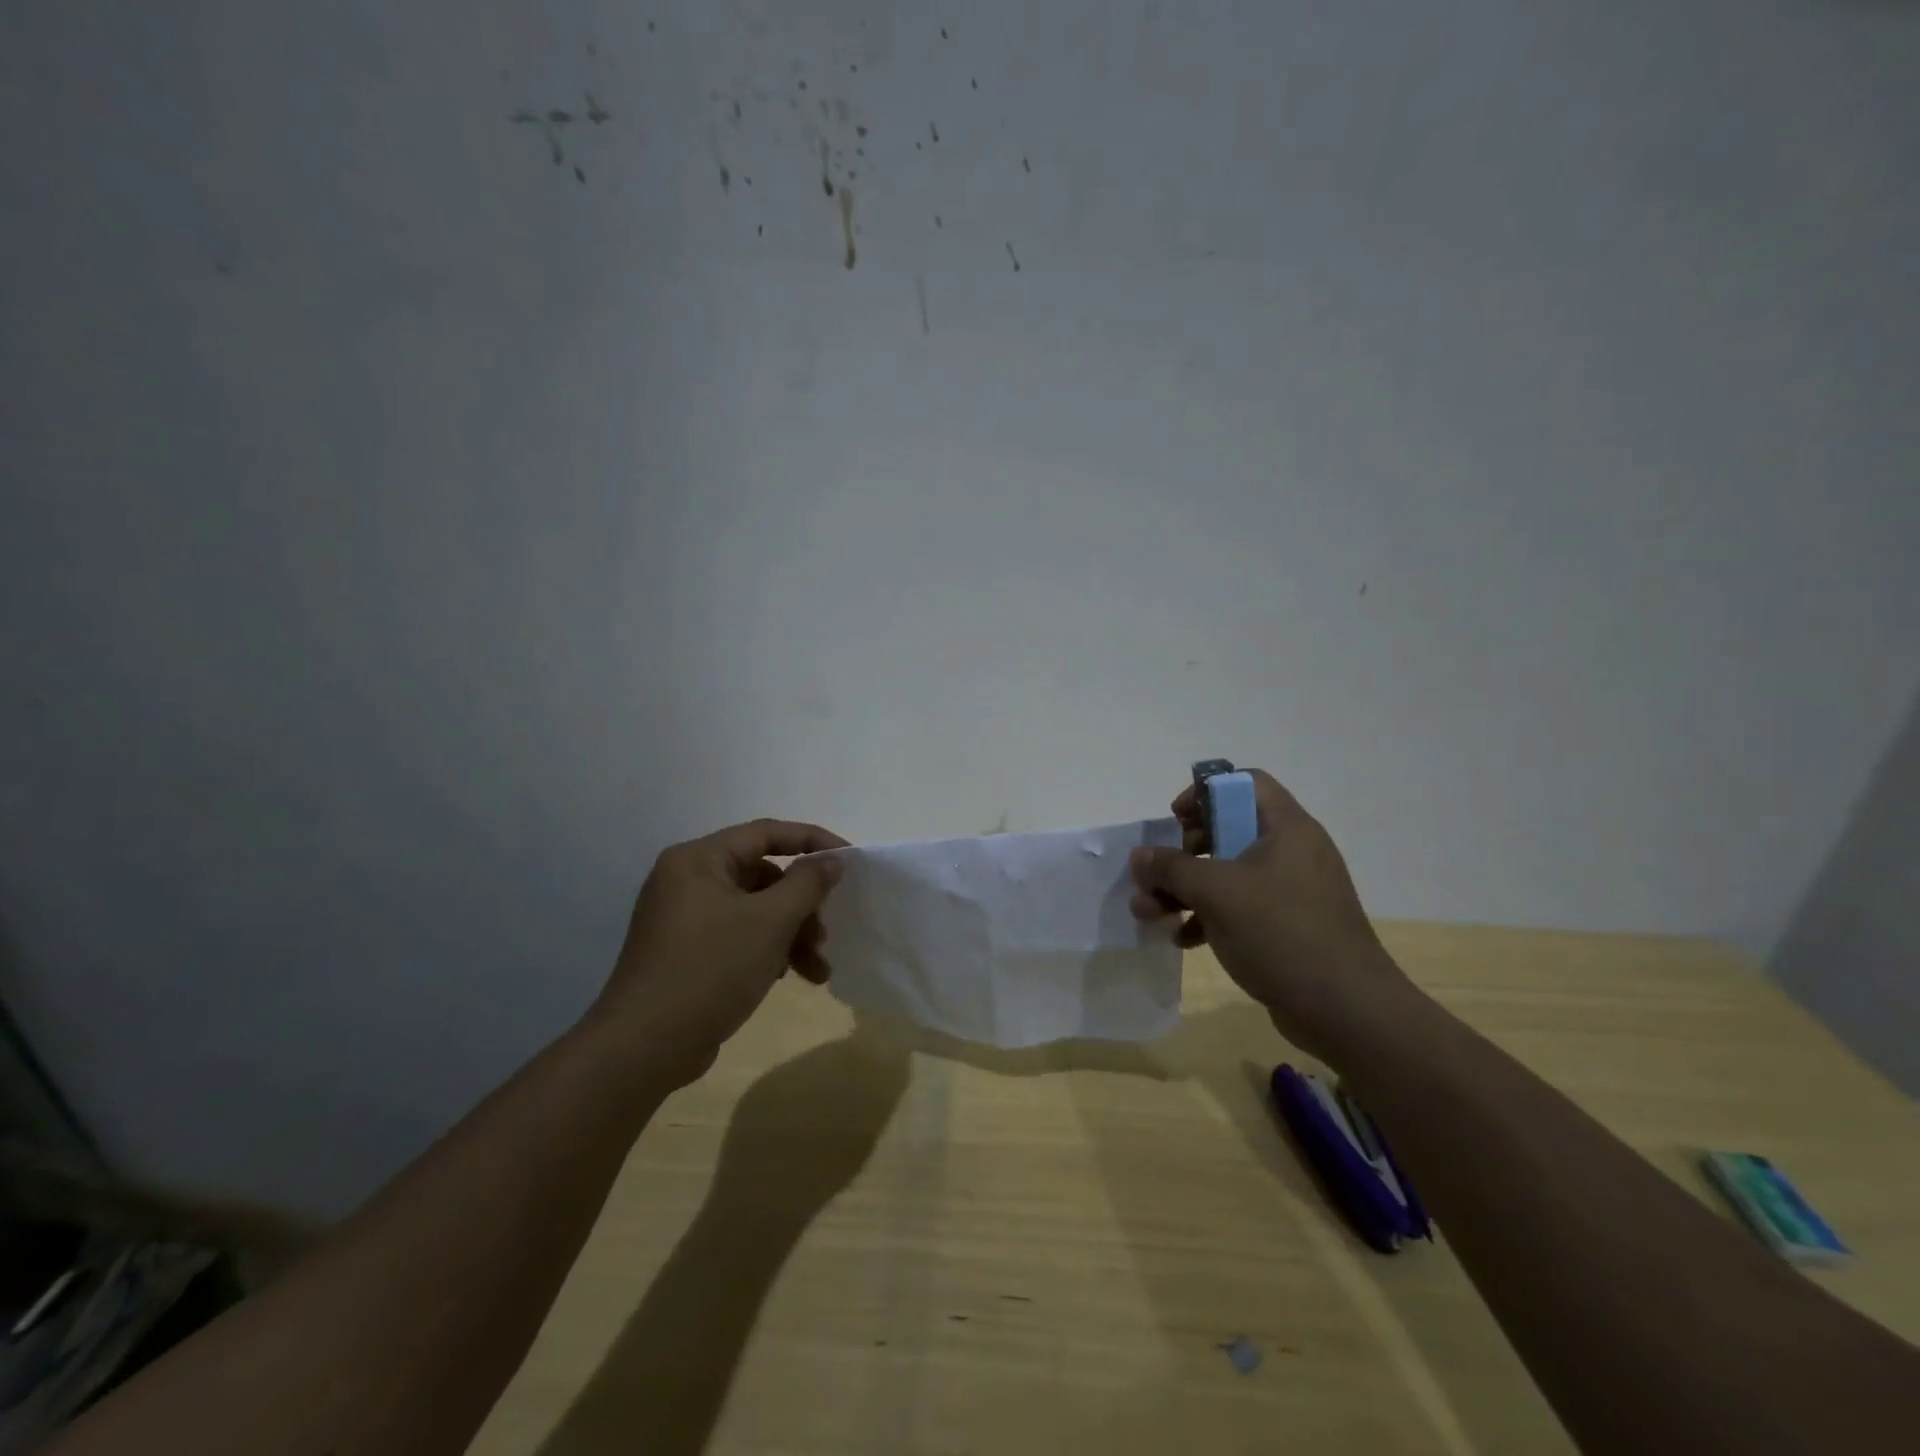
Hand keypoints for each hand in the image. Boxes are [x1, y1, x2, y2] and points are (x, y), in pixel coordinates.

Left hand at [593, 819, 849, 1086]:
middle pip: (763, 875)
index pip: (766, 833)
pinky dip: (768, 950)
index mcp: (698, 860)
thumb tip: (832, 861)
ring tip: (818, 970)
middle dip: (802, 905)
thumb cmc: (711, 969)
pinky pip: (738, 936)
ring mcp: (684, 919)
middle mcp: (687, 880)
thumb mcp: (770, 921)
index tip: (850, 861)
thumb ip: (807, 883)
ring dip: (791, 934)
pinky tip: (788, 978)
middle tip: (827, 932)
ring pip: (754, 910)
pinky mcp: (686, 952)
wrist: (644, 1047)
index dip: (813, 842)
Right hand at [1128, 769, 1414, 1060]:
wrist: (1346, 1012)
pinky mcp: (1286, 927)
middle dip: (1182, 853)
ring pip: (1227, 873)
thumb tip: (1140, 856)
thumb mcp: (1216, 892)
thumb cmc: (1281, 933)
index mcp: (1286, 828)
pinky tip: (1183, 939)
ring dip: (1185, 889)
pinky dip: (1207, 917)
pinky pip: (1239, 907)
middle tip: (1158, 873)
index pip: (1244, 783)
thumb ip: (1171, 868)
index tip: (1176, 821)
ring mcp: (1291, 891)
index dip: (1204, 793)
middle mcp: (1291, 852)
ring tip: (1150, 912)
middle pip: (1227, 830)